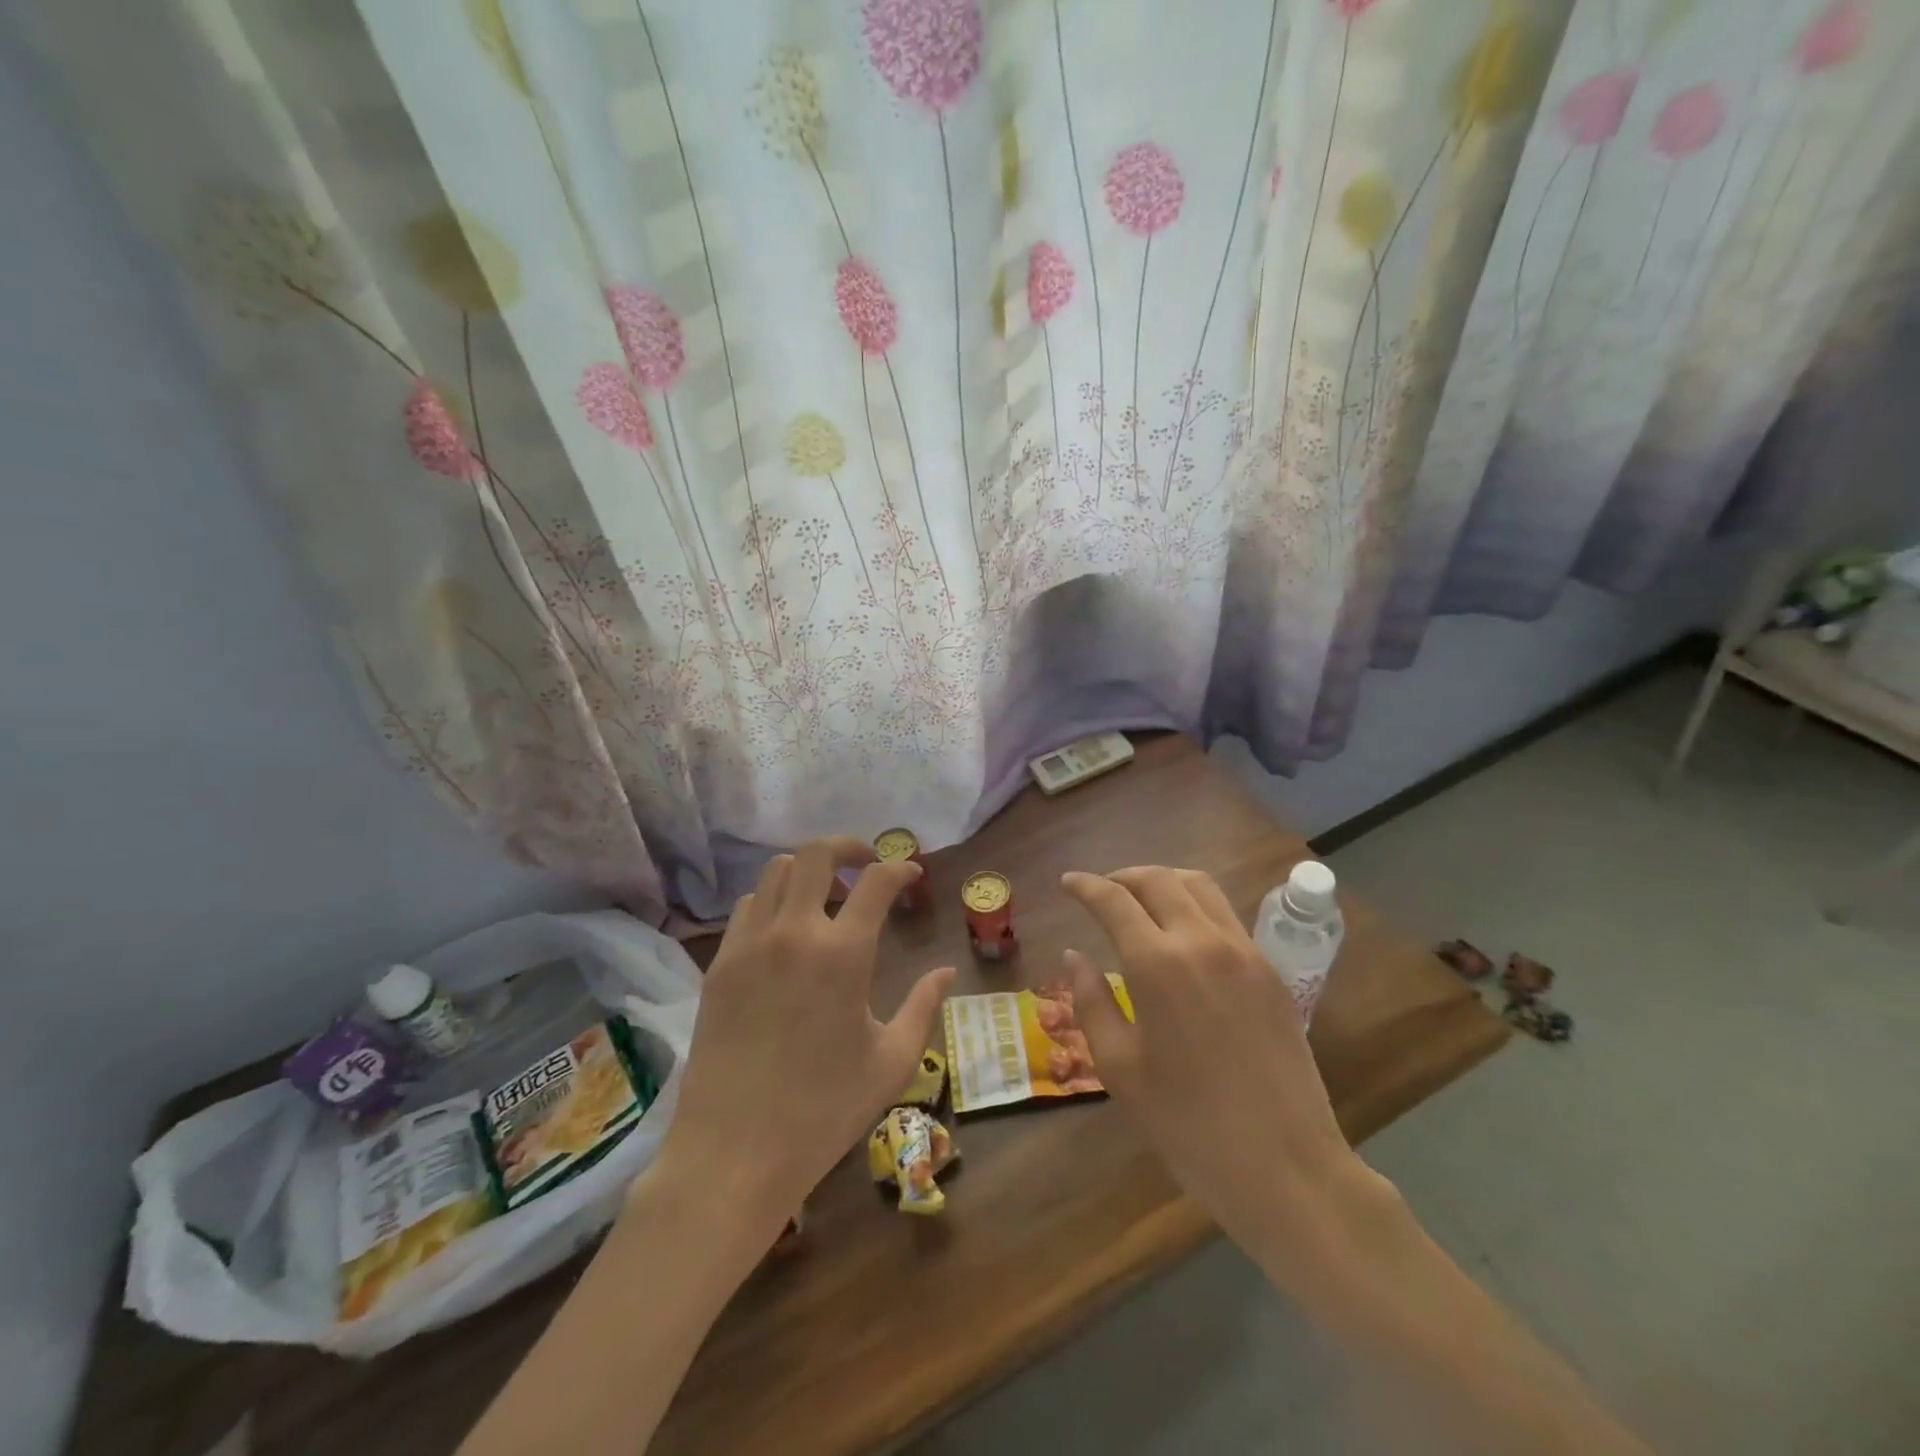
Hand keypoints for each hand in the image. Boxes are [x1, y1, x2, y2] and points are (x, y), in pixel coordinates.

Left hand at [651, 837, 954, 1238]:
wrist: (733, 1153)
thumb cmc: (823, 1111)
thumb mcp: (891, 1063)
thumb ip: (924, 1008)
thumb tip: (946, 971)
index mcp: (843, 954)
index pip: (876, 881)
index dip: (900, 868)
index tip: (912, 874)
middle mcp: (793, 933)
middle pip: (815, 854)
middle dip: (847, 846)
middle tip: (866, 863)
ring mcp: (749, 945)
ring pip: (775, 872)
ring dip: (806, 870)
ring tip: (825, 895)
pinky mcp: (719, 965)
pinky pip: (747, 907)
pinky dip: (772, 899)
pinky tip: (786, 931)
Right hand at [1058, 866, 1382, 1283]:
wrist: (1285, 1168)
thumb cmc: (1188, 1125)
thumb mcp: (1120, 1068)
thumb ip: (1091, 1002)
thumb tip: (1074, 956)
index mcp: (1157, 964)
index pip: (1114, 900)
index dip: (1085, 886)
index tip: (1067, 881)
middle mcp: (1202, 942)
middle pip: (1158, 880)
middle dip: (1123, 876)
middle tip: (1102, 889)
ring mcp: (1244, 952)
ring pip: (1199, 886)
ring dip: (1163, 881)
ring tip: (1141, 900)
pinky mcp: (1271, 971)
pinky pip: (1226, 916)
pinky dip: (1195, 904)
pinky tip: (1183, 933)